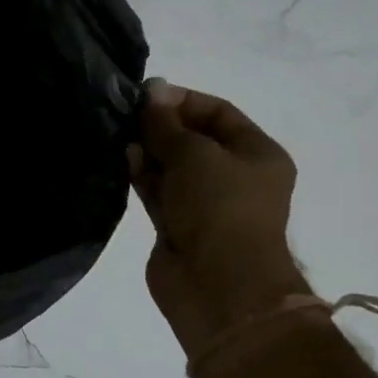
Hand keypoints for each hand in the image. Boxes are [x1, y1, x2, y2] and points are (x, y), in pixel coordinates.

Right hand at [130, 80, 309, 359]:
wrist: (218, 286)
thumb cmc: (220, 208)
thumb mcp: (194, 153)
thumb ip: (167, 123)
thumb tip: (152, 91)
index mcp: (256, 154)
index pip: (218, 112)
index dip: (182, 100)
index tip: (145, 94)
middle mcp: (234, 176)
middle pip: (193, 139)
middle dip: (161, 126)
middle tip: (126, 114)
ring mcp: (205, 204)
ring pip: (171, 166)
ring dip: (148, 150)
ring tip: (121, 136)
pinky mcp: (178, 226)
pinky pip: (158, 191)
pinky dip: (143, 175)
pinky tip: (124, 159)